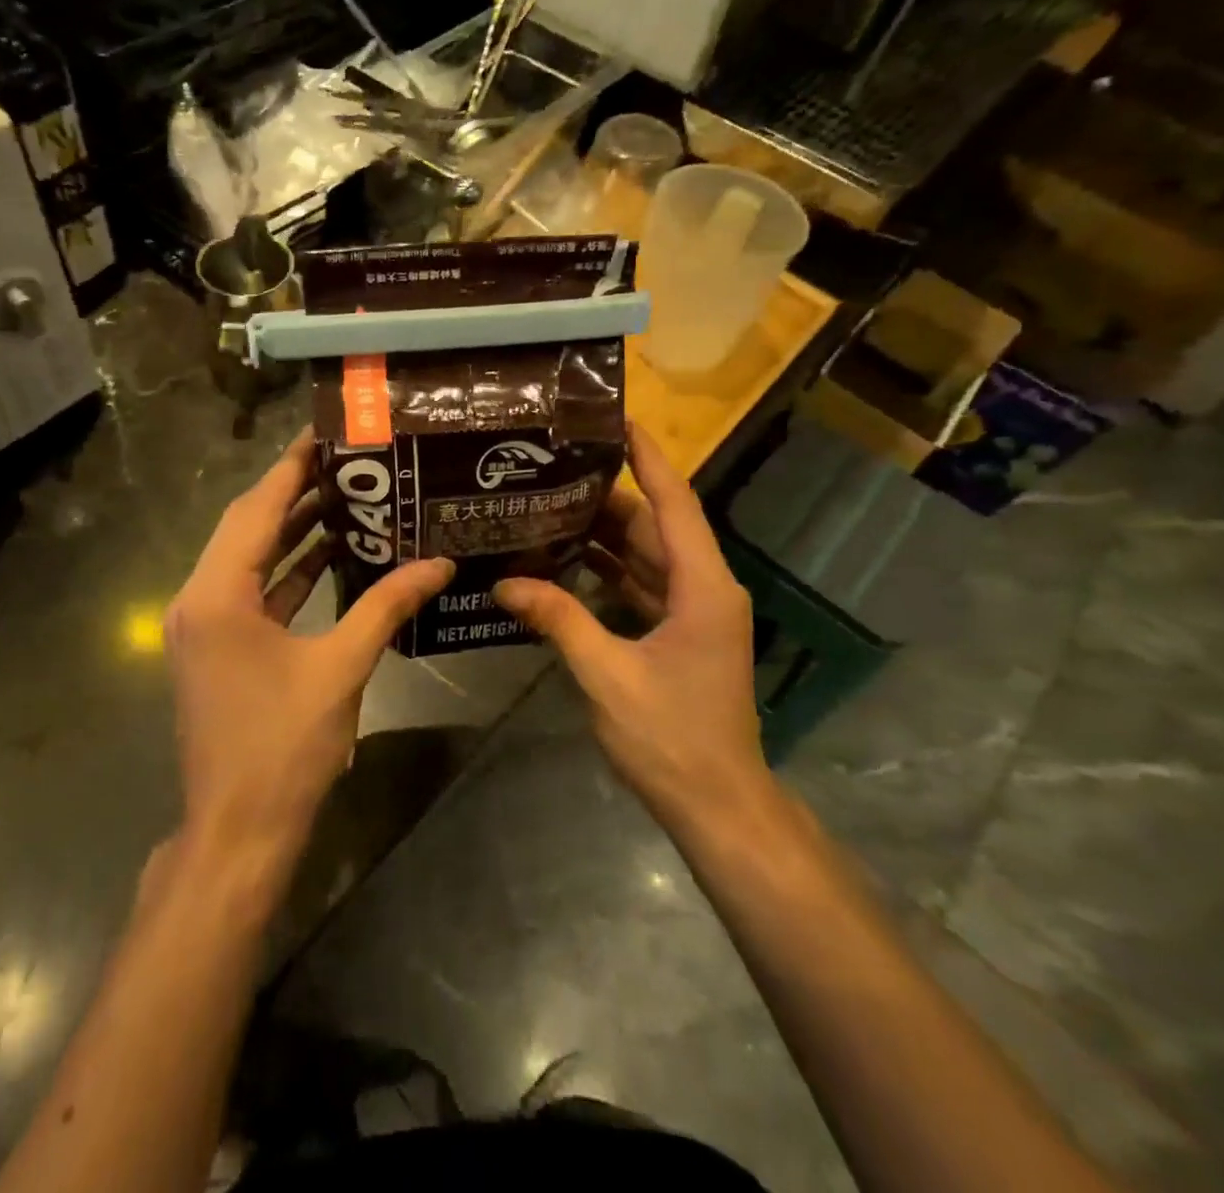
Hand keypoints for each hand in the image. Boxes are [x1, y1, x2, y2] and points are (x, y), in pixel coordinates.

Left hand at [166, 429, 453, 865]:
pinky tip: (330, 556)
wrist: (238, 831)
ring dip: (292, 531)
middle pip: (247, 527)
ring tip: (347, 497)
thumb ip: (387, 606)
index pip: (256, 509)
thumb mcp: (341, 668)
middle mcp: (199, 599)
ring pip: (250, 559)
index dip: (291, 468)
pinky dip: (288, 572)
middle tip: (347, 461)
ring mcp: (204, 626)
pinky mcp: (217, 648)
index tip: (325, 433)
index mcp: (218, 594)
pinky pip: (253, 593)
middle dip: (294, 492)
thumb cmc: (283, 747)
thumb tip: (439, 564)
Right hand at [493, 423, 769, 829]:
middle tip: (551, 470)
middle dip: (604, 497)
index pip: (674, 503)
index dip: (648, 457)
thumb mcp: (607, 675)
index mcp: (702, 587)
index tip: (617, 418)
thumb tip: (505, 582)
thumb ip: (558, 620)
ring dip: (601, 536)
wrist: (718, 805)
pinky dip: (605, 573)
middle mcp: (704, 588)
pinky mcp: (679, 633)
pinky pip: (640, 586)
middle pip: (652, 526)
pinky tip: (562, 563)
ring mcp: (694, 612)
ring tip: (546, 508)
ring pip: (644, 556)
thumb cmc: (672, 738)